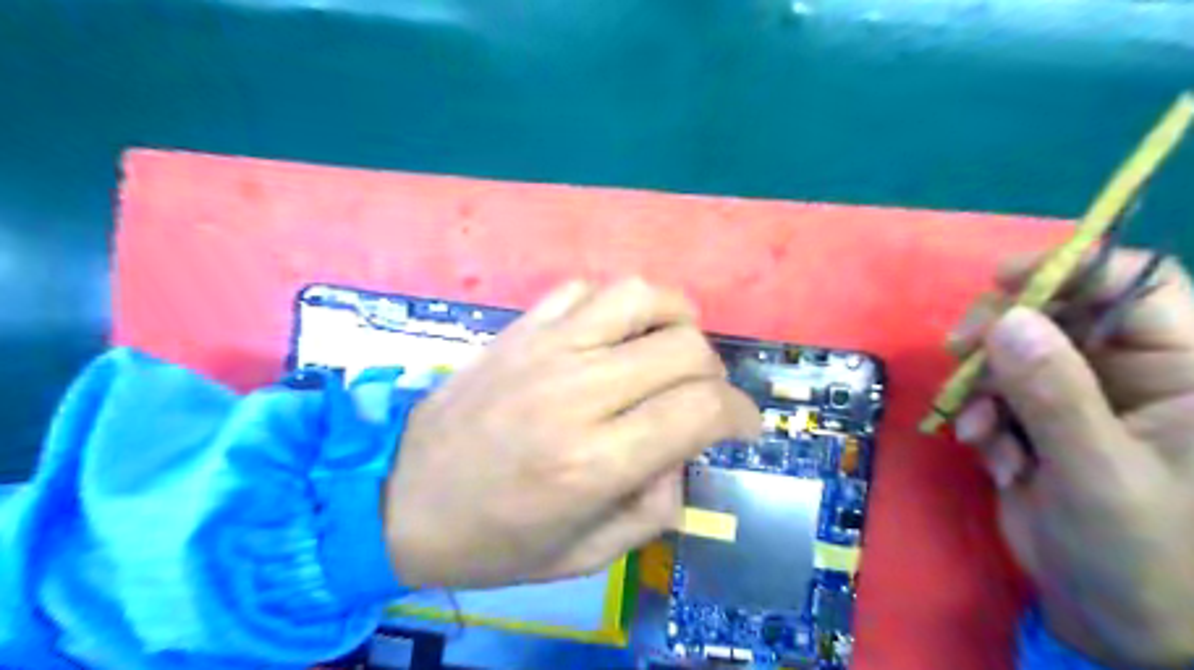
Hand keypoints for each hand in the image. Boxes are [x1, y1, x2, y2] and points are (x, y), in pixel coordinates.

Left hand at [382, 281, 757, 588]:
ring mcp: (545, 349)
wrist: (398, 497)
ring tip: (670, 348)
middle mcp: (577, 392)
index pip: (700, 409)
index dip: (740, 415)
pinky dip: (613, 306)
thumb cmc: (492, 539)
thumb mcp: (583, 556)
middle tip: (703, 398)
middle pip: (685, 348)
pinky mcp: (519, 329)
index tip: (743, 426)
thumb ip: (652, 510)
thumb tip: (683, 458)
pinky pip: (583, 289)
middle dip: (714, 374)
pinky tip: (610, 335)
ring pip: (640, 296)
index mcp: (593, 461)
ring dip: (675, 319)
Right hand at [959, 250, 1193, 668]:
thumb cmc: (1145, 555)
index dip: (1073, 267)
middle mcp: (1132, 374)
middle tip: (958, 352)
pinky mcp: (1041, 423)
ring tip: (979, 431)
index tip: (1002, 279)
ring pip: (1014, 354)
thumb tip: (1008, 319)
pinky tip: (988, 453)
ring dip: (984, 387)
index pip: (1137, 287)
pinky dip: (981, 417)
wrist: (1118, 623)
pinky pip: (996, 394)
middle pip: (1057, 312)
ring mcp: (1080, 398)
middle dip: (1001, 332)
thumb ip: (1055, 394)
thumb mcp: (1098, 473)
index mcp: (1184, 374)